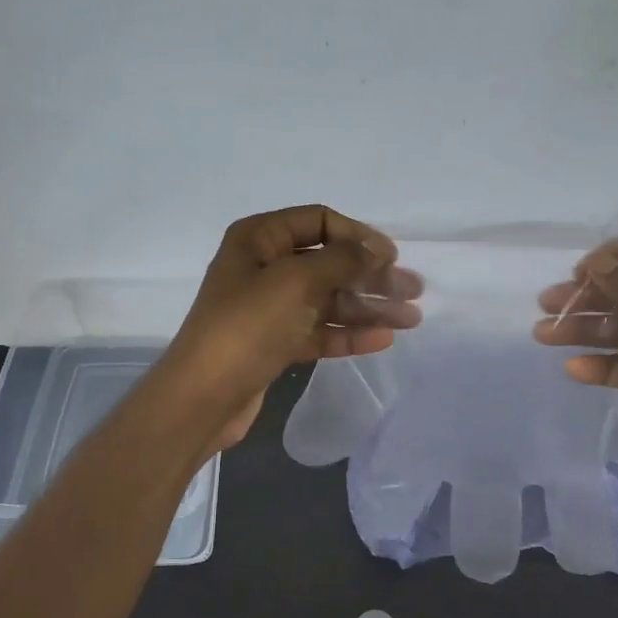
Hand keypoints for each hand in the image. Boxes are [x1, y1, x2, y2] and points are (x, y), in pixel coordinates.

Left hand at [160, 205, 422, 449]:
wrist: (204, 395)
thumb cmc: (248, 326)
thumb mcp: (296, 281)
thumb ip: (342, 260)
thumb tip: (376, 250)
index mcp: (259, 239)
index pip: (319, 221)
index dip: (358, 236)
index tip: (392, 257)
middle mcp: (264, 267)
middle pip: (328, 263)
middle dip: (371, 276)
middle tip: (413, 291)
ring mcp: (269, 308)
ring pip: (327, 300)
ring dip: (368, 307)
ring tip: (411, 319)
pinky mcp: (275, 343)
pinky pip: (318, 330)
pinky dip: (348, 333)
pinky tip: (382, 339)